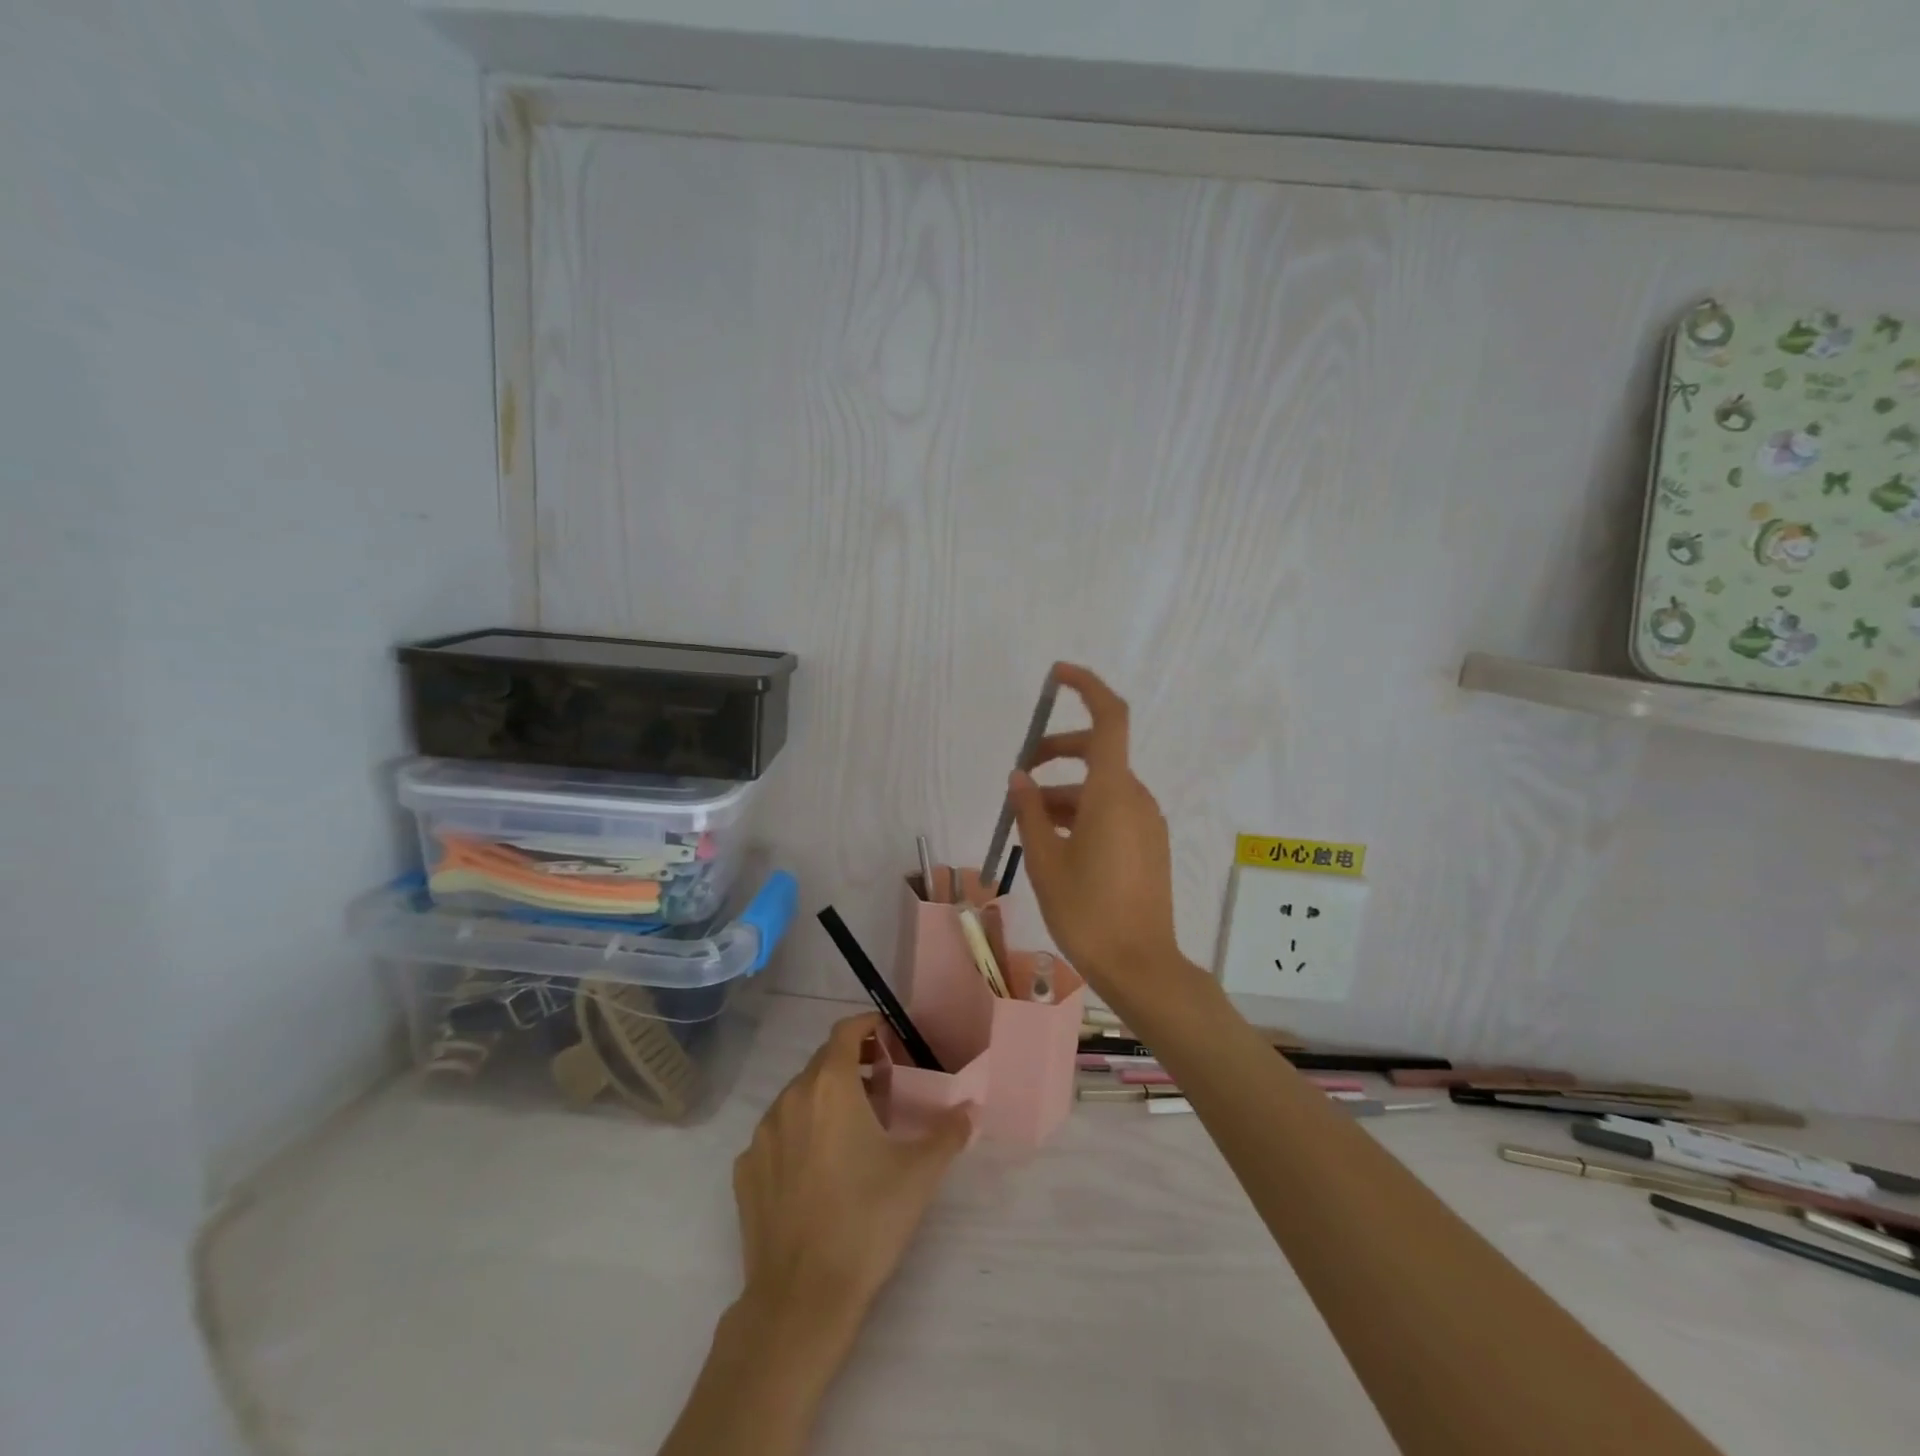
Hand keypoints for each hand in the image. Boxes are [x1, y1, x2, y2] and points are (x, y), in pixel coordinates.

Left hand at [732, 1013, 969, 1346]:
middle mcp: (791, 1098)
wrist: (801, 1298)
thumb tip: (970, 1109)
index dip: (868, 1026)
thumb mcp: (919, 1174)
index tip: (889, 1036)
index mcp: (830, 1086)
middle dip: (852, 1063)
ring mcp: (762, 1135)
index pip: (845, 1031)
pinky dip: (799, 1134)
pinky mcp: (744, 1171)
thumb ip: (948, 1132)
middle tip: (883, 1086)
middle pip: (822, 1062)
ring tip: (853, 1128)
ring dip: (825, 1099)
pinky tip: (818, 1169)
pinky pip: (776, 1135)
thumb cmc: (867, 1221)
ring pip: (797, 1097)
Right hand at [1007, 663, 1181, 999]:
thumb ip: (1030, 811)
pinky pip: (1113, 810)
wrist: (1141, 967)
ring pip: (1101, 786)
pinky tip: (1054, 841)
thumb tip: (1020, 777)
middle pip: (1098, 753)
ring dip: (1064, 791)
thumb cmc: (1087, 912)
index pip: (1109, 718)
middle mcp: (1136, 798)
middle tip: (1020, 774)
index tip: (1057, 675)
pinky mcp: (1149, 844)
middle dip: (1057, 752)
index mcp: (1112, 793)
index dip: (1086, 687)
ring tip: (1026, 821)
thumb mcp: (1045, 860)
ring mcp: (1147, 822)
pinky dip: (1082, 810)